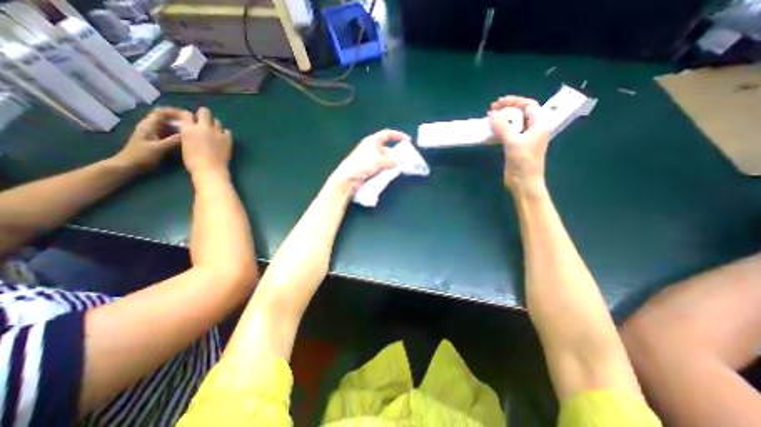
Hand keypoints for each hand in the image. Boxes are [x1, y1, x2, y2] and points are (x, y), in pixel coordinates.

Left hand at [114, 106, 193, 170]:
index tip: (189, 117)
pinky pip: (171, 134)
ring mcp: (155, 133)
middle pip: (167, 118)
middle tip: (195, 126)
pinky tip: (188, 139)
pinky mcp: (159, 140)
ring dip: (181, 127)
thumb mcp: (160, 148)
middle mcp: (152, 126)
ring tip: (195, 132)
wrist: (129, 165)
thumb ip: (174, 140)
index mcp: (149, 125)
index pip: (161, 112)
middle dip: (181, 120)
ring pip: (170, 126)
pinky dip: (179, 134)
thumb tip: (189, 133)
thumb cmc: (142, 156)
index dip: (175, 112)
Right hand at [176, 109, 232, 175]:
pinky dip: (225, 133)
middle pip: (205, 112)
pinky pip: (227, 131)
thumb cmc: (193, 161)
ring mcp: (217, 132)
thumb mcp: (185, 144)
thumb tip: (192, 130)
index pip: (188, 115)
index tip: (194, 122)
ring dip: (215, 125)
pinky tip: (223, 138)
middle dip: (205, 115)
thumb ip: (188, 134)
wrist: (210, 169)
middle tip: (205, 123)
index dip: (192, 118)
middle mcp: (203, 127)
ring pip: (217, 121)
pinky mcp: (227, 139)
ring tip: (214, 133)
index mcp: (188, 129)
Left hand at [327, 128, 410, 192]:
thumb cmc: (362, 164)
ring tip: (399, 169)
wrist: (348, 178)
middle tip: (404, 161)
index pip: (387, 134)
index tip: (408, 140)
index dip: (398, 135)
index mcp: (372, 141)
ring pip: (385, 159)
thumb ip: (392, 160)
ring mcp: (370, 159)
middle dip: (396, 154)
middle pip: (387, 149)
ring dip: (391, 164)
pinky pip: (381, 167)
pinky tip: (391, 174)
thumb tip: (400, 161)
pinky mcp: (369, 168)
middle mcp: (371, 148)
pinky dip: (386, 169)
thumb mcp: (379, 161)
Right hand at [490, 95, 550, 190]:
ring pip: (514, 123)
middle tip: (491, 110)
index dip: (514, 101)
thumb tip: (492, 116)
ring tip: (490, 118)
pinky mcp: (516, 147)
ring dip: (503, 119)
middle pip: (521, 113)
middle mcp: (533, 129)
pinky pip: (508, 133)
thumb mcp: (513, 143)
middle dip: (507, 109)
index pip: (529, 105)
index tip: (498, 103)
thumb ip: (503, 128)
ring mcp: (524, 139)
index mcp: (539, 125)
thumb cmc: (523, 162)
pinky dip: (500, 129)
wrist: (524, 182)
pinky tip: (492, 131)